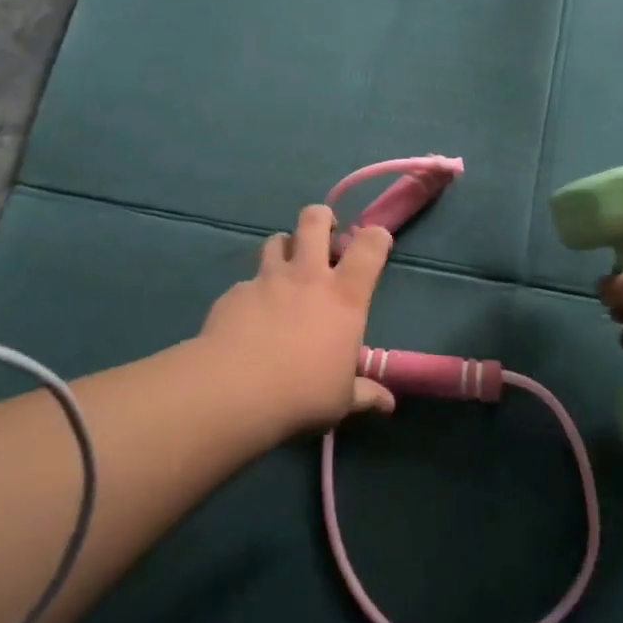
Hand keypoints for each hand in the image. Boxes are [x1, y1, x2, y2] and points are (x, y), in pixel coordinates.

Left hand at [196, 204, 394, 433]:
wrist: (234, 390)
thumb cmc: (303, 393)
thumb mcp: (342, 400)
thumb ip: (365, 394)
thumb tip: (388, 404)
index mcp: (344, 297)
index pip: (369, 248)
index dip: (376, 236)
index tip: (376, 239)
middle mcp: (306, 276)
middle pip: (314, 221)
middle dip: (321, 218)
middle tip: (325, 231)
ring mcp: (266, 280)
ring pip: (276, 241)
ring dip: (285, 247)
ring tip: (286, 267)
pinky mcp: (234, 292)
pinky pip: (248, 281)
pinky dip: (254, 290)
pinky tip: (250, 315)